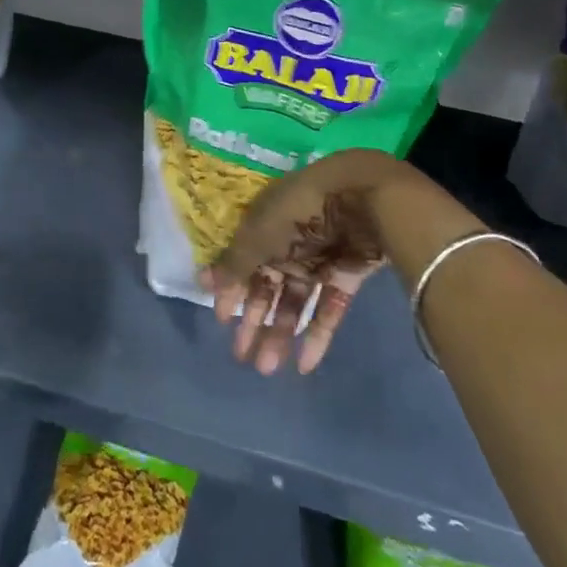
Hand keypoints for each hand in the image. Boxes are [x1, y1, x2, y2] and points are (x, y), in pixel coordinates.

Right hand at [202, 150, 480, 374]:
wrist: (362, 198)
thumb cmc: (298, 212)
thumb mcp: (258, 236)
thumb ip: (234, 263)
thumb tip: (204, 282)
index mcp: (264, 227)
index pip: (243, 263)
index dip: (232, 291)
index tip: (223, 320)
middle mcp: (288, 244)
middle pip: (268, 287)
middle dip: (254, 321)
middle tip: (242, 356)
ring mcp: (318, 261)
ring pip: (295, 303)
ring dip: (280, 334)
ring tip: (267, 368)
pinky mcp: (346, 276)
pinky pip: (328, 309)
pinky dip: (317, 336)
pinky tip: (304, 364)